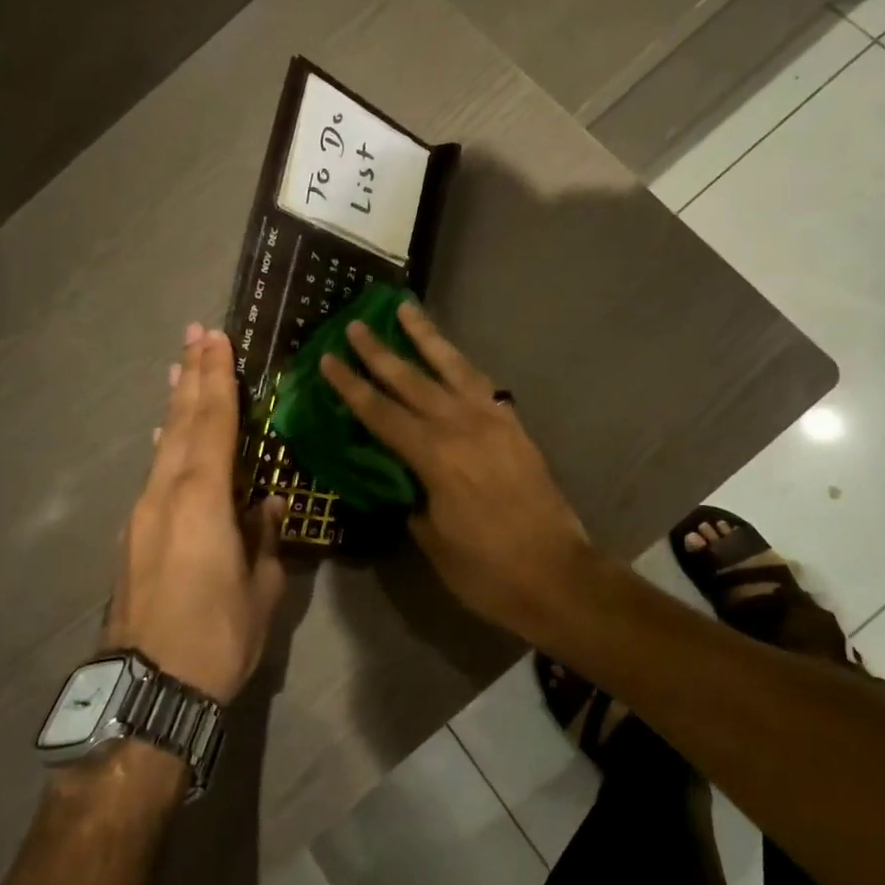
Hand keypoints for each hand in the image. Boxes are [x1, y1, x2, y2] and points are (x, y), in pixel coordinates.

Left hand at [106, 324, 284, 702]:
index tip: (217, 340)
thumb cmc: (217, 636)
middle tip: (196, 333)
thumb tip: (270, 503)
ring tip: (179, 369)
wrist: (146, 692)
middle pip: (182, 422)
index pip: (214, 423)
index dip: (218, 379)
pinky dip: (166, 442)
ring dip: (175, 404)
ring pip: (164, 444)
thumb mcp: (261, 588)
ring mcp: (143, 513)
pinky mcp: (133, 535)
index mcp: (203, 498)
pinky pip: (155, 472)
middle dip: (192, 375)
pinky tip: (166, 435)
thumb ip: (265, 538)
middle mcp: (166, 493)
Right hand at [319, 302, 595, 637]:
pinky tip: (451, 357)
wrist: (557, 574)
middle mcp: (462, 426)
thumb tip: (402, 477)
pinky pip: (481, 384)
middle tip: (354, 324)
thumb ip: (412, 498)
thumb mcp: (432, 539)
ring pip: (452, 367)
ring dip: (426, 337)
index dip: (351, 386)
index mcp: (435, 456)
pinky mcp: (514, 426)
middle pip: (411, 380)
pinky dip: (461, 365)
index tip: (328, 358)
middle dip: (379, 351)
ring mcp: (493, 421)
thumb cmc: (487, 569)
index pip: (381, 413)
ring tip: (406, 309)